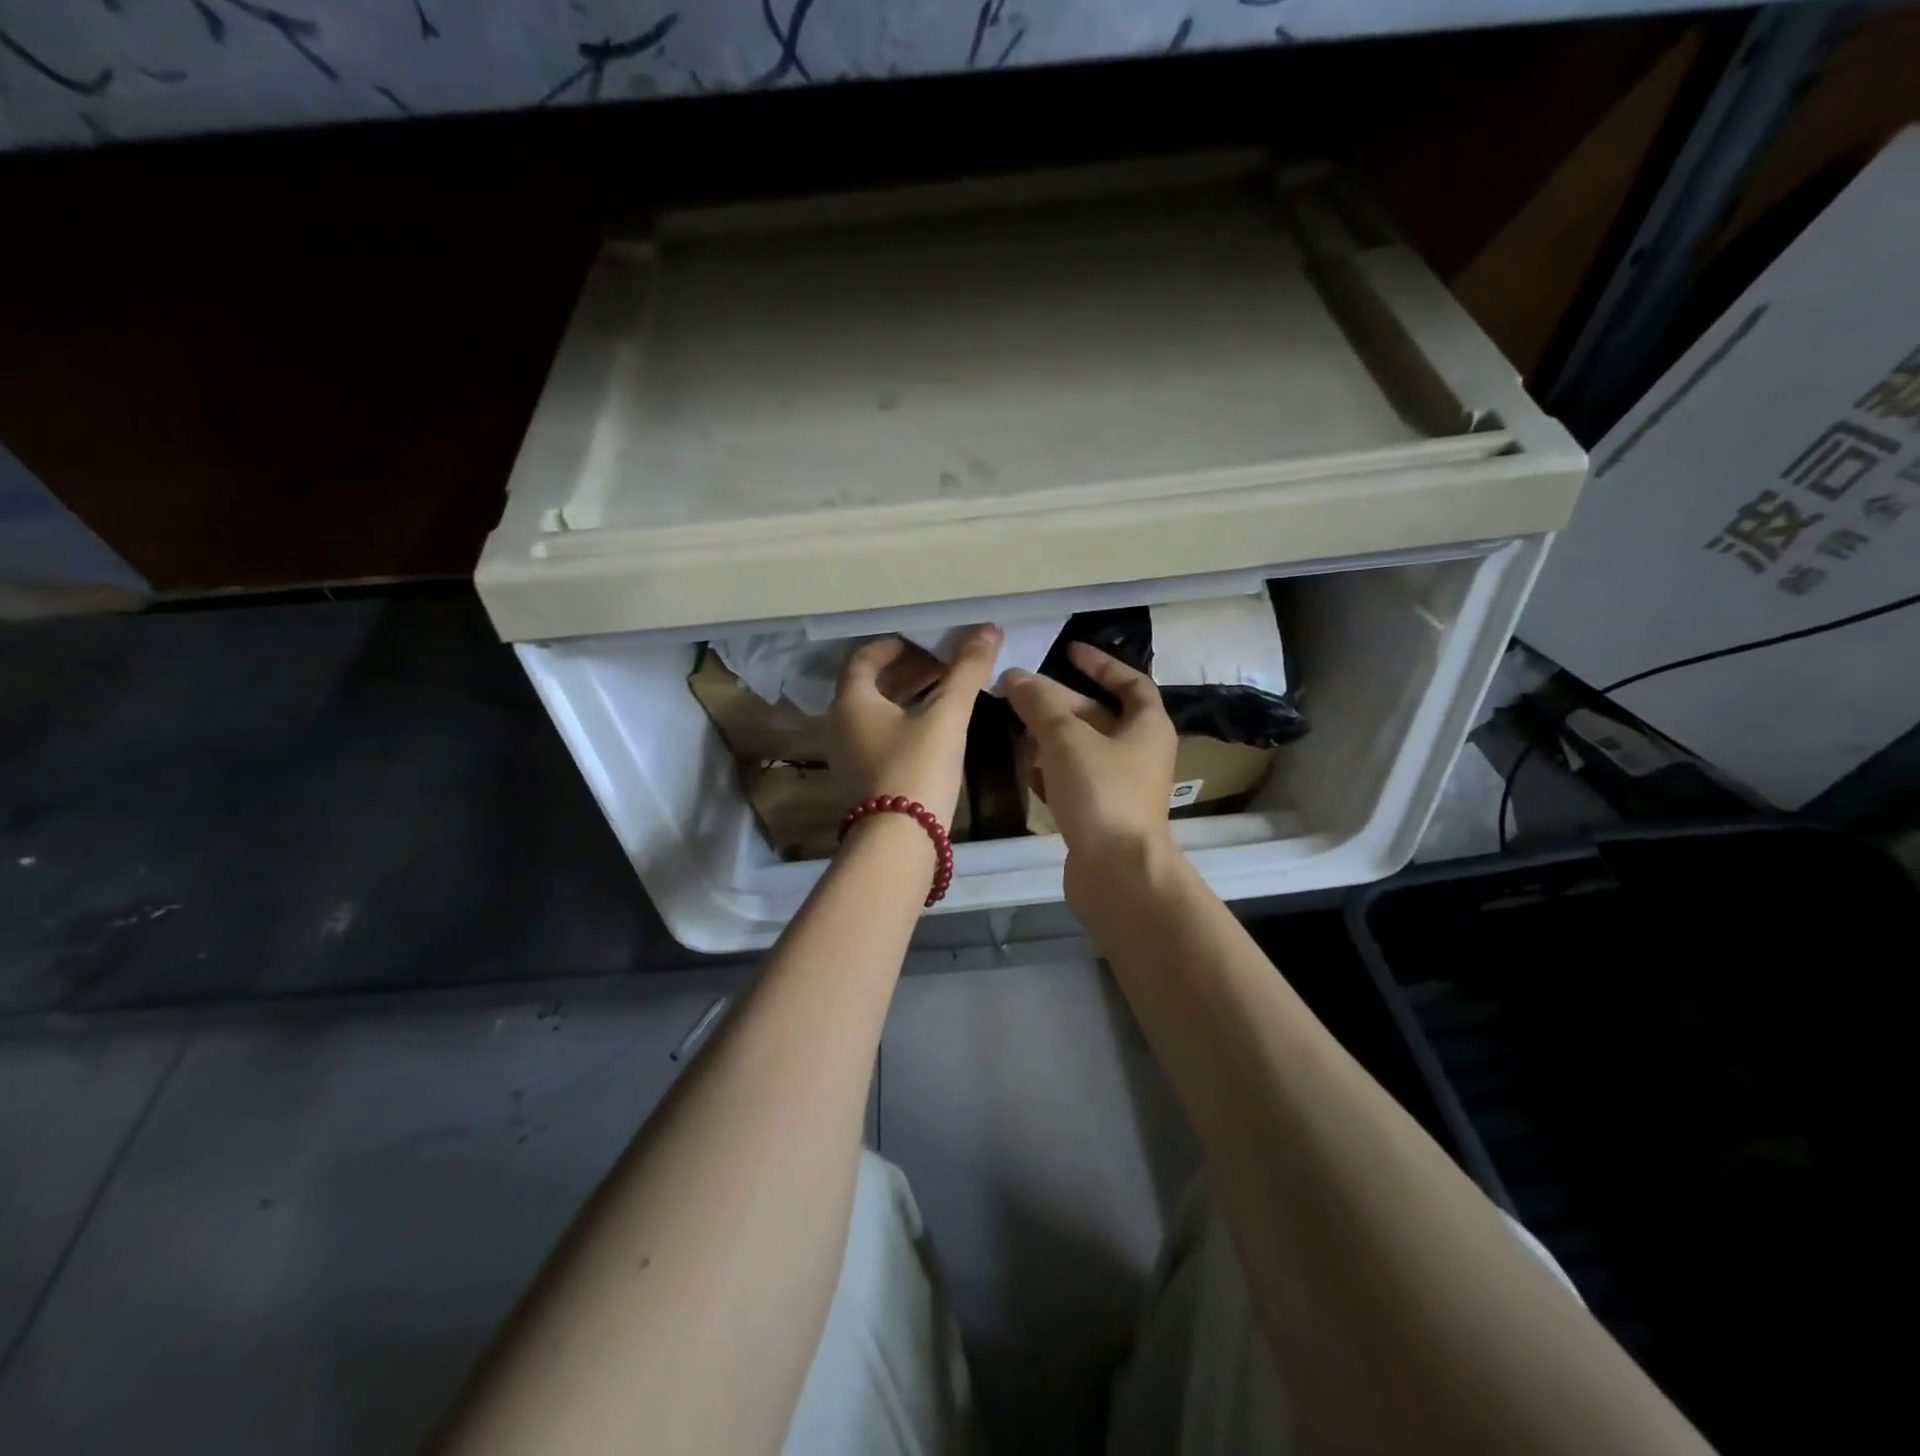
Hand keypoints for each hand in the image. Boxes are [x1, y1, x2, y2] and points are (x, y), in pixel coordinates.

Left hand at [829, 626, 1001, 829]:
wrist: (898, 841)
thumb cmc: (917, 768)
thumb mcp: (946, 716)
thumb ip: (966, 671)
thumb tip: (988, 629)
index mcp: (852, 702)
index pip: (864, 658)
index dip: (893, 647)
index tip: (923, 644)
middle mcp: (840, 725)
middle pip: (869, 686)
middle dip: (906, 672)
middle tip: (942, 667)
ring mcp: (847, 756)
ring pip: (874, 714)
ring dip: (905, 698)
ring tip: (943, 695)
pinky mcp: (861, 780)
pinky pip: (878, 737)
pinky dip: (902, 724)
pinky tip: (933, 733)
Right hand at [1000, 643, 1177, 894]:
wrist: (1118, 873)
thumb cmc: (1101, 793)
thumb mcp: (1067, 739)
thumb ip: (1040, 705)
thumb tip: (1014, 675)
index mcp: (1147, 726)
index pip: (1130, 682)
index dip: (1100, 664)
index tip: (1068, 650)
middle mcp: (1139, 753)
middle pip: (1097, 715)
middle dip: (1059, 701)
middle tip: (1020, 690)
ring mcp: (1121, 786)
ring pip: (1082, 749)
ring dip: (1051, 736)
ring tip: (1016, 727)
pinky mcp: (1101, 814)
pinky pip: (1075, 780)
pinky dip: (1053, 771)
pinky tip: (1026, 769)